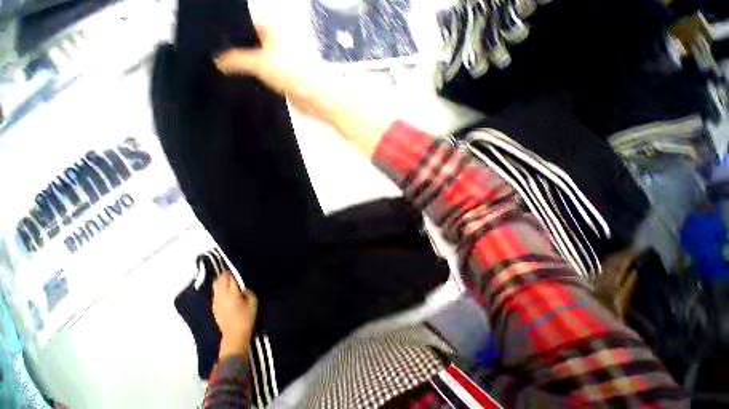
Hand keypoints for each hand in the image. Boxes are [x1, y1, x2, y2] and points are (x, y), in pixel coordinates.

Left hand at [212, 272, 257, 359]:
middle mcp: (220, 296)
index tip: (238, 270)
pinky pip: (215, 293)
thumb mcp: (253, 301)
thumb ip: (247, 290)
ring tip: (231, 282)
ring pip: (215, 286)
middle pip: (219, 280)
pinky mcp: (213, 307)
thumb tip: (242, 284)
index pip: (228, 277)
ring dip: (222, 281)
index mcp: (231, 294)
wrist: (234, 336)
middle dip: (225, 275)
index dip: (232, 272)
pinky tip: (227, 292)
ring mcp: (215, 302)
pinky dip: (220, 288)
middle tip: (234, 274)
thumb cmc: (247, 318)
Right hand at [214, 26, 333, 120]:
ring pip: (260, 58)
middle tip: (215, 58)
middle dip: (236, 49)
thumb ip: (235, 59)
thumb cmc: (291, 72)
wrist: (316, 97)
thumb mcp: (259, 62)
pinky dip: (257, 76)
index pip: (247, 22)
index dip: (230, 31)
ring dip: (247, 65)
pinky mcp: (288, 74)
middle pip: (253, 40)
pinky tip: (244, 81)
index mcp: (276, 26)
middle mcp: (281, 38)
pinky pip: (268, 72)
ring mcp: (285, 57)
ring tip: (226, 70)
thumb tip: (217, 61)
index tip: (213, 42)